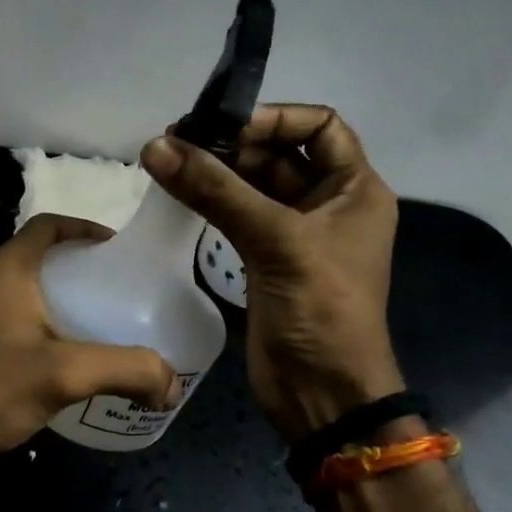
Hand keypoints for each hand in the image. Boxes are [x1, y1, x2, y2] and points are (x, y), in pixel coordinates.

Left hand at [0, 214, 184, 488]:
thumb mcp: (66, 373)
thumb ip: (127, 370)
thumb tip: (172, 384)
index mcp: (7, 270)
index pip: (49, 226)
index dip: (86, 228)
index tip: (122, 250)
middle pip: (47, 260)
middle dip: (88, 271)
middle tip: (128, 293)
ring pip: (39, 297)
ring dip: (74, 305)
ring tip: (115, 327)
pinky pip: (30, 329)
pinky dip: (59, 334)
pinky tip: (85, 363)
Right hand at [141, 105, 403, 444]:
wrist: (323, 393)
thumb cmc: (321, 309)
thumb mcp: (277, 241)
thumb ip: (217, 192)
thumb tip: (156, 146)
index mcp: (355, 189)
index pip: (320, 126)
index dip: (274, 117)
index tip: (221, 124)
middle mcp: (327, 203)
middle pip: (278, 154)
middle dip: (232, 143)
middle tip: (176, 139)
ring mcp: (294, 234)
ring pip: (252, 186)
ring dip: (215, 171)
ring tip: (166, 158)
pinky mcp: (265, 260)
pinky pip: (236, 216)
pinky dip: (210, 201)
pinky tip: (177, 191)